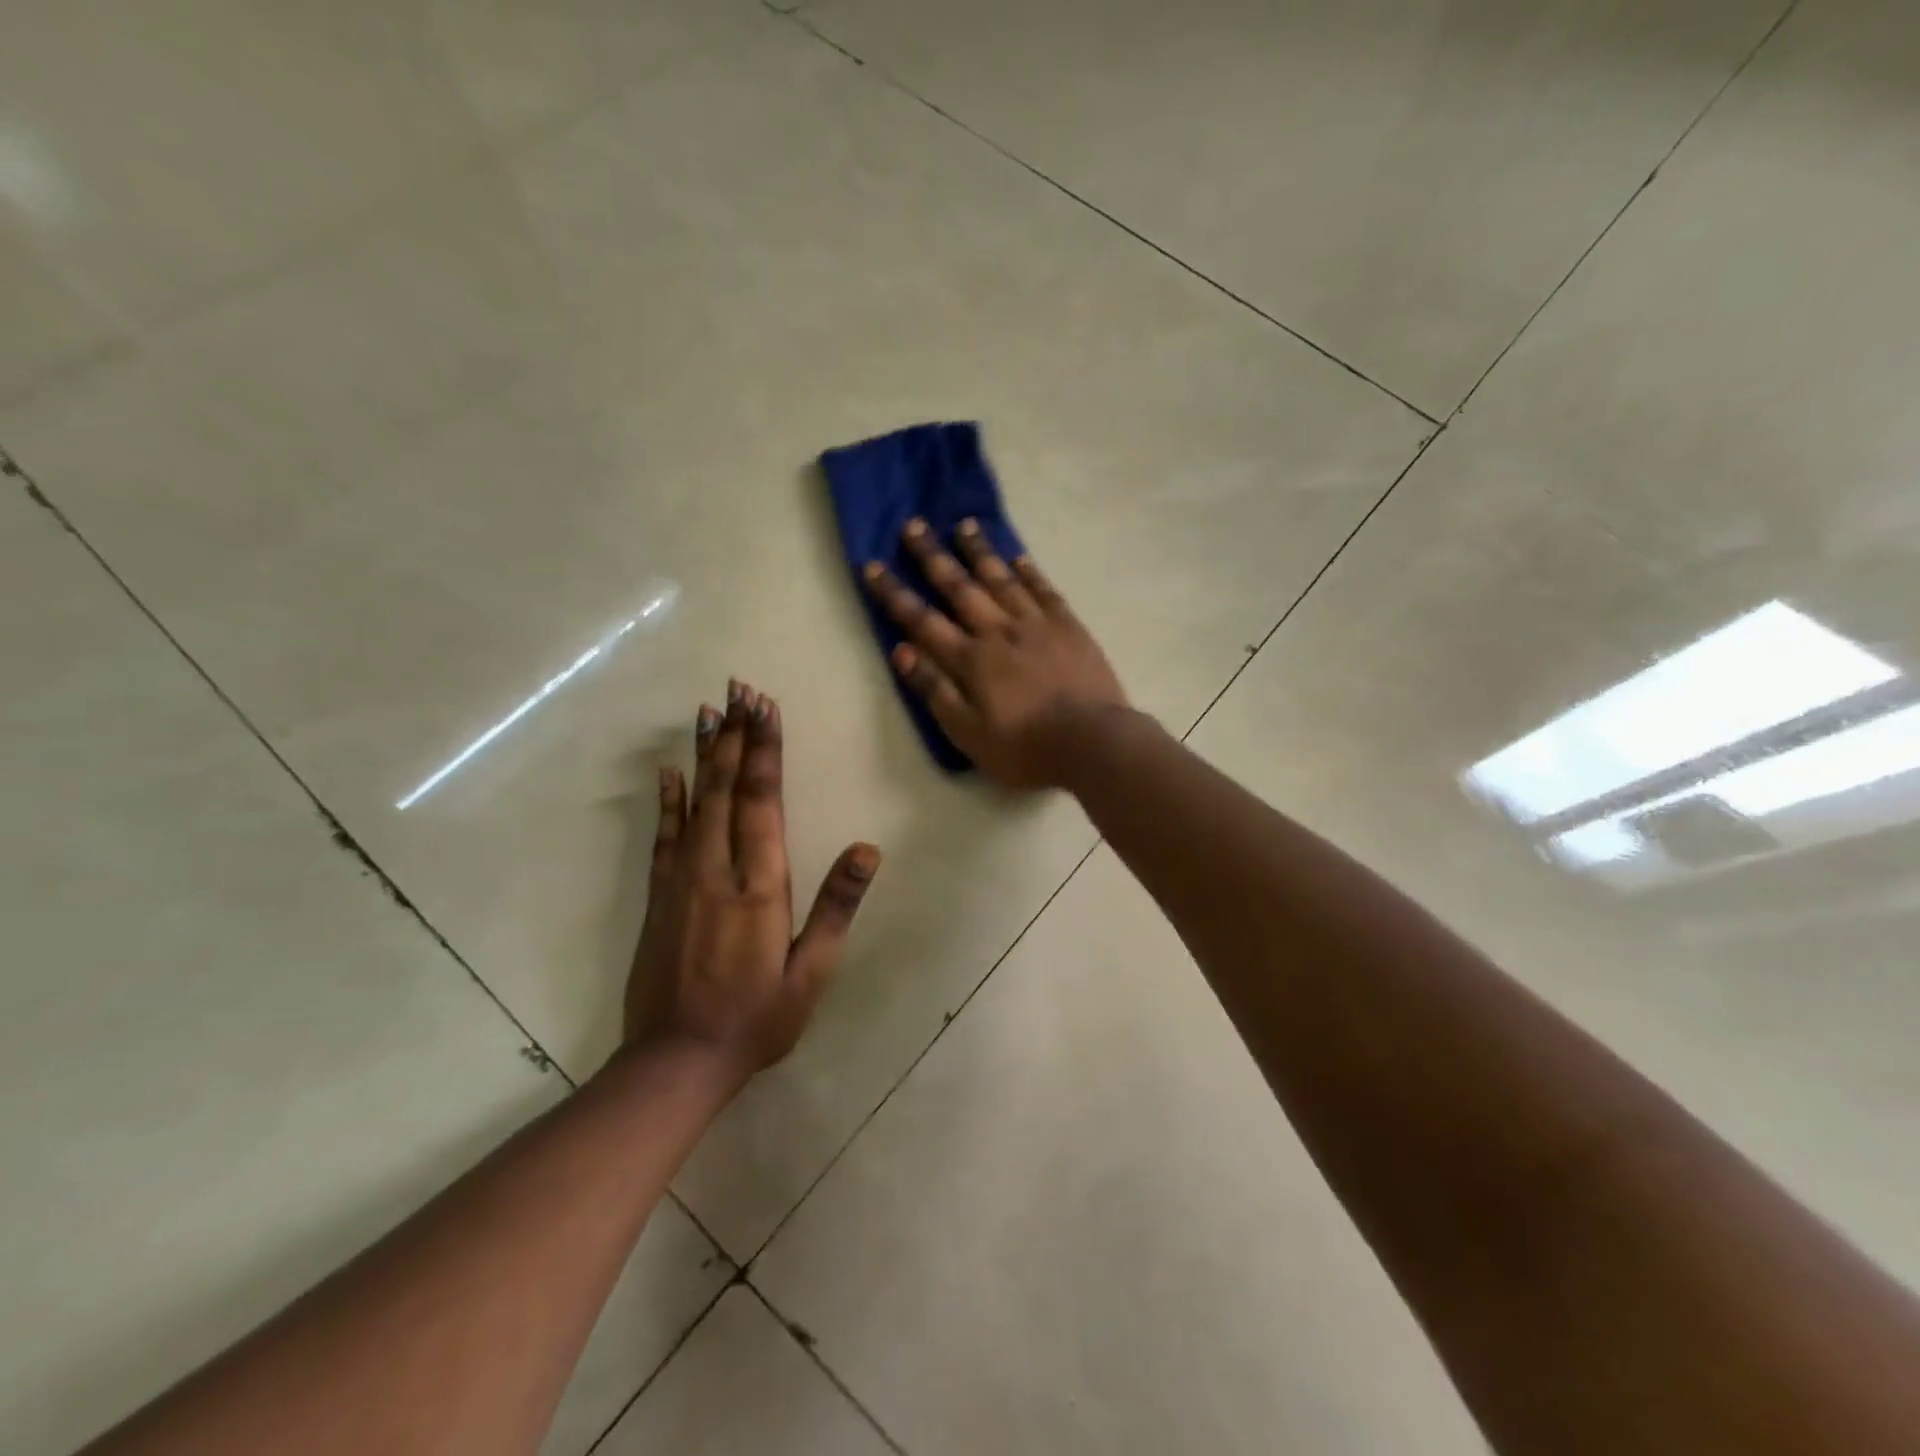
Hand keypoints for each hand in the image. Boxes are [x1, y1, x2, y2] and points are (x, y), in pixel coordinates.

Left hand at [625, 681, 879, 1079]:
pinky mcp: (657, 895)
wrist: (677, 1061)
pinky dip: (667, 799)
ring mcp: (681, 879)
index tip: (765, 708)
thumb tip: (866, 849)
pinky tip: (667, 771)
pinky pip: (663, 835)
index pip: (763, 801)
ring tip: (707, 710)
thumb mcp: (811, 972)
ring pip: (694, 801)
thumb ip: (836, 907)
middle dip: (735, 735)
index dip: (765, 751)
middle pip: (726, 788)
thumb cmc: (757, 1018)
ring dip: (703, 752)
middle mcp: (718, 869)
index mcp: (760, 885)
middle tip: (737, 688)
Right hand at [864, 518, 1128, 788]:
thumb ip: (935, 691)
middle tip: (913, 525)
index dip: (895, 594)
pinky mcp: (1069, 627)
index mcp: (971, 660)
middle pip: (960, 587)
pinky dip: (1028, 571)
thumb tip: (902, 651)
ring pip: (1002, 578)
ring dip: (979, 551)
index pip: (923, 620)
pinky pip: (1043, 590)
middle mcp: (999, 631)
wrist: (1093, 743)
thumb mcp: (968, 733)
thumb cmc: (1025, 749)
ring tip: (962, 525)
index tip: (873, 566)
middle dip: (933, 556)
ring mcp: (1037, 625)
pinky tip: (1017, 556)